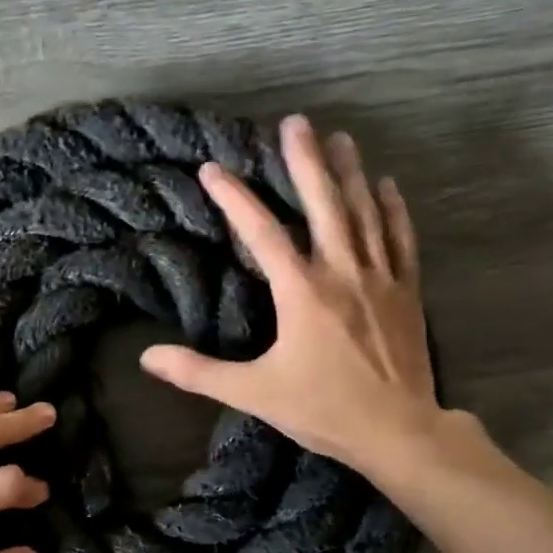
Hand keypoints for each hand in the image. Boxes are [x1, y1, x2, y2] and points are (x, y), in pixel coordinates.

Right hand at [141, 115, 440, 477]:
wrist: (397, 431)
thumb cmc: (322, 409)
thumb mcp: (253, 393)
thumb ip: (198, 373)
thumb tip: (146, 358)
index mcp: (302, 292)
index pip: (262, 233)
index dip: (235, 199)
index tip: (212, 170)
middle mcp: (342, 273)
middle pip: (324, 204)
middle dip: (306, 161)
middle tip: (296, 122)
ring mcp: (380, 278)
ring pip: (365, 213)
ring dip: (350, 173)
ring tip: (340, 138)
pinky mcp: (406, 292)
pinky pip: (400, 239)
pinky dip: (393, 209)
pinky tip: (387, 185)